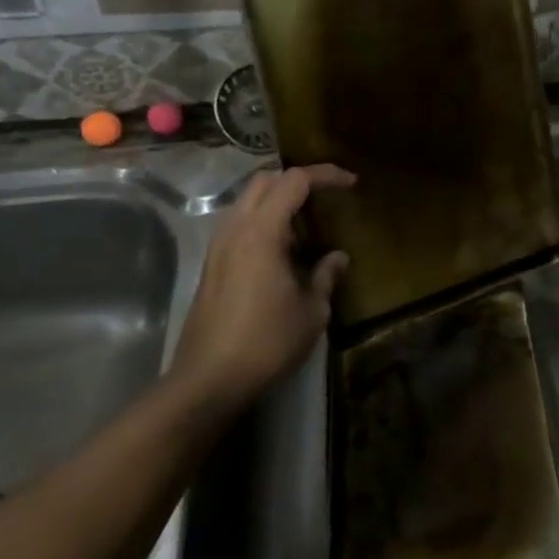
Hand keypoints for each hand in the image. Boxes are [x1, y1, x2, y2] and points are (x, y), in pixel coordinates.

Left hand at [169, 164, 354, 415]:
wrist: (207, 383)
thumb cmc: (266, 342)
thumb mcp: (312, 311)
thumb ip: (326, 276)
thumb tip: (338, 258)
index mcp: (262, 232)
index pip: (295, 181)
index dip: (326, 175)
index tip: (351, 183)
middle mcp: (235, 230)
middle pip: (265, 181)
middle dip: (298, 180)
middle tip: (326, 195)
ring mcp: (218, 248)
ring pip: (247, 201)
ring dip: (278, 200)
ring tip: (306, 223)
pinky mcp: (211, 267)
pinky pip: (239, 224)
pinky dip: (264, 221)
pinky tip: (283, 249)